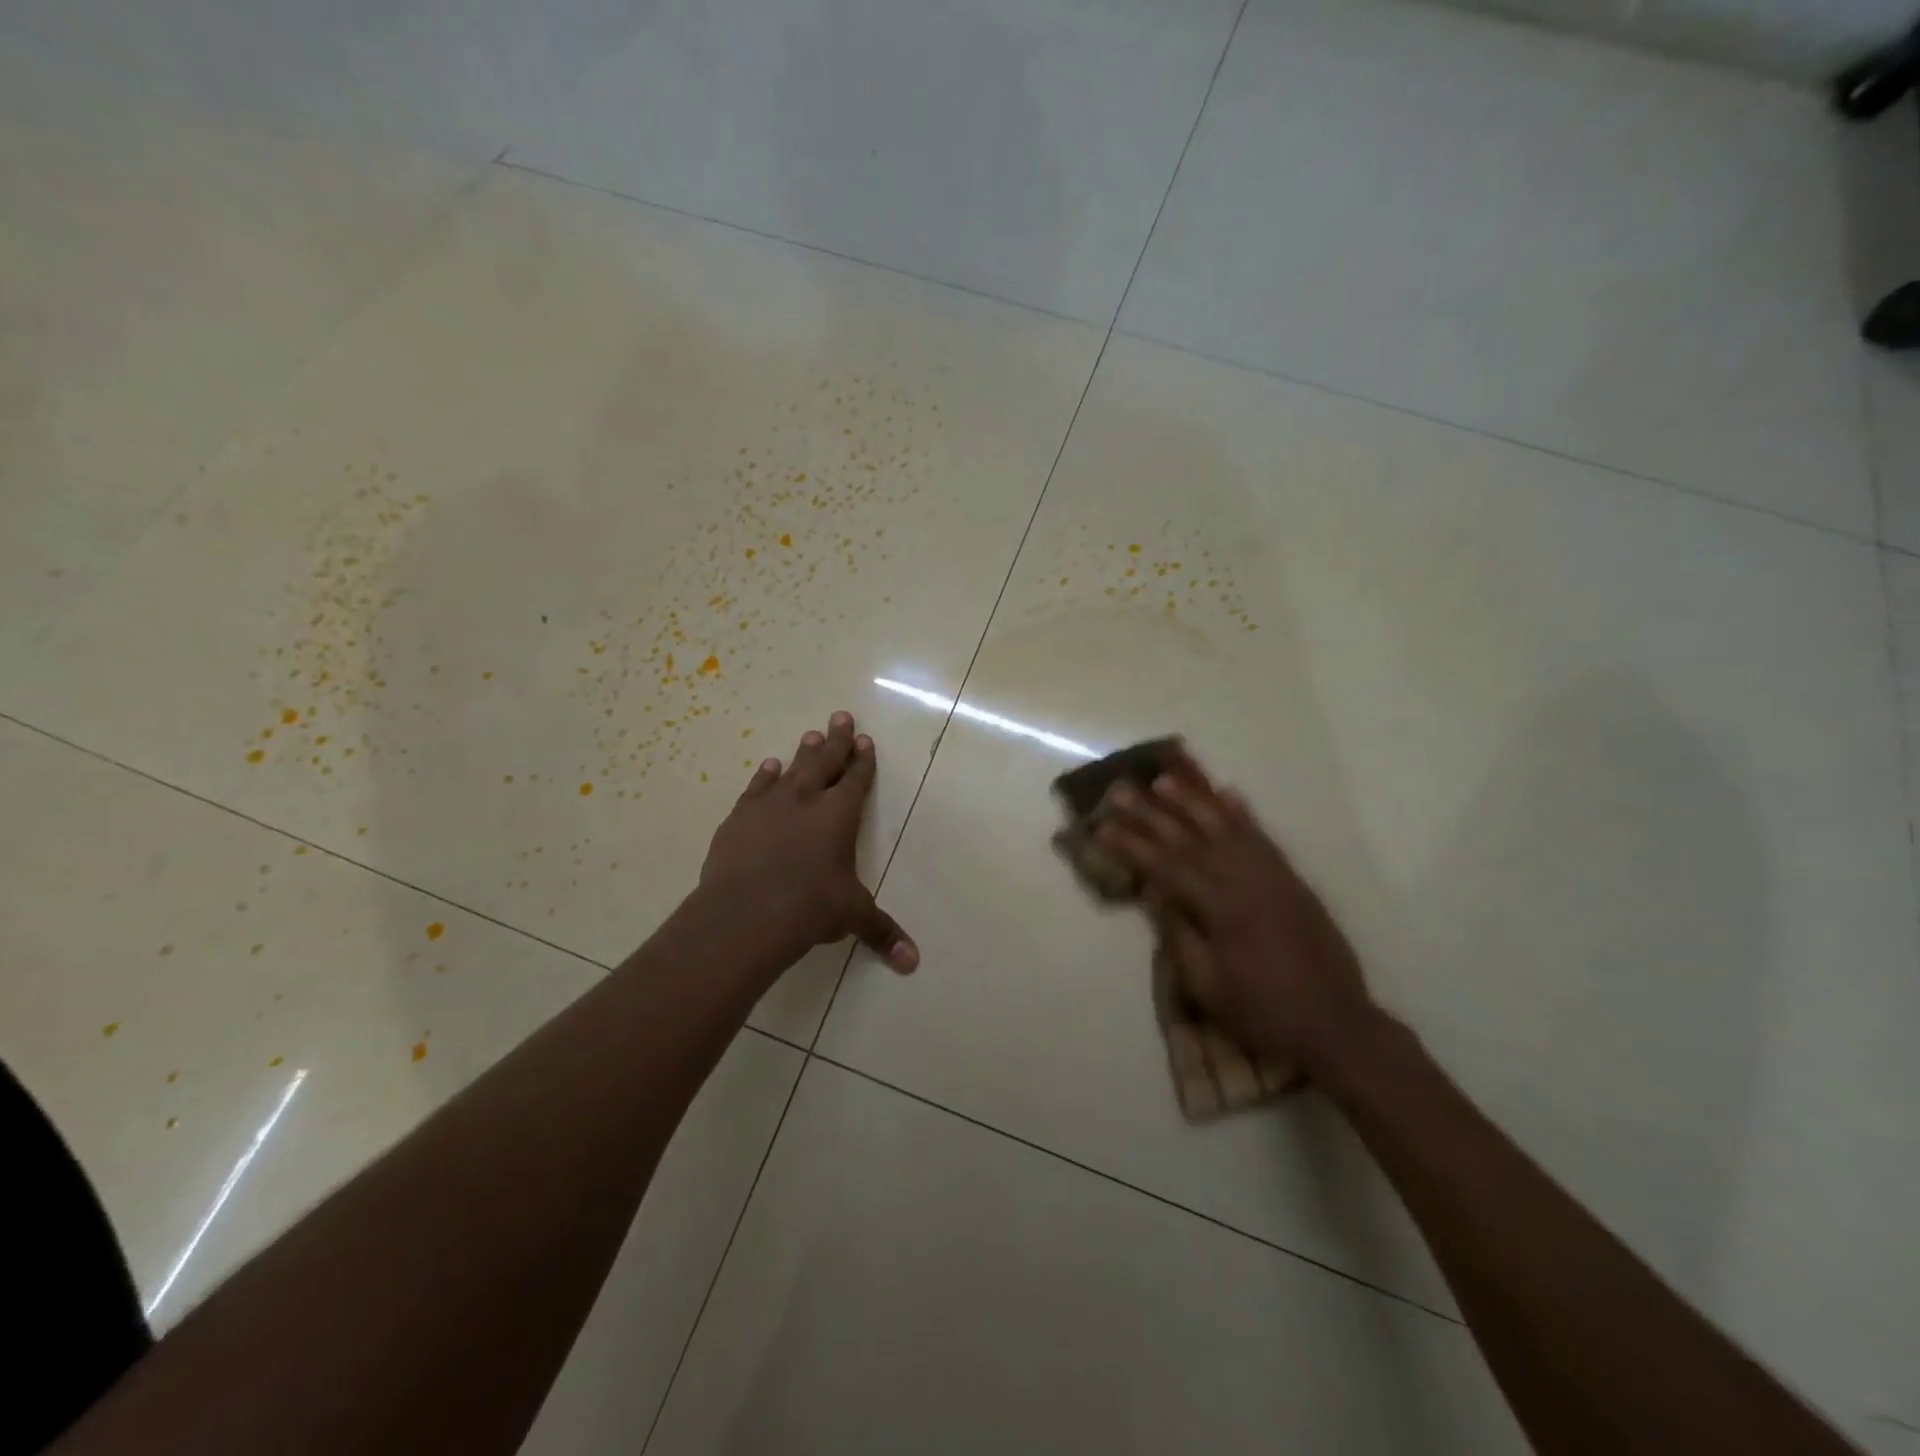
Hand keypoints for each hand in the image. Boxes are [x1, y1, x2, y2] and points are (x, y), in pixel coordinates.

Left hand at [698, 710, 918, 973]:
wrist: (745, 914)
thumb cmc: (809, 909)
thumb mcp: (851, 918)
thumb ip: (882, 932)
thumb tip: (913, 962)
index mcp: (839, 816)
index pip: (856, 780)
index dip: (862, 760)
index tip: (865, 740)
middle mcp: (806, 801)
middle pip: (824, 762)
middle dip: (836, 740)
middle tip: (840, 716)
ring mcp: (769, 807)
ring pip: (791, 770)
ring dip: (803, 753)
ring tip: (810, 735)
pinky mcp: (739, 820)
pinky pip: (756, 790)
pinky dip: (763, 777)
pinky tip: (767, 767)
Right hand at [1097, 766, 1381, 1079]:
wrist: (1336, 1024)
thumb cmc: (1262, 1012)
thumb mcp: (1208, 985)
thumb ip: (1180, 933)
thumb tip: (1154, 891)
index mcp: (1220, 909)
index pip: (1165, 867)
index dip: (1130, 846)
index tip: (1101, 827)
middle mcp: (1244, 880)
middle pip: (1189, 839)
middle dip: (1151, 813)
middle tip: (1120, 790)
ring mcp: (1272, 876)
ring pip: (1225, 827)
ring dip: (1193, 801)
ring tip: (1164, 780)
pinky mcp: (1292, 880)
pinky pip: (1263, 837)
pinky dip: (1243, 814)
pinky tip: (1228, 794)